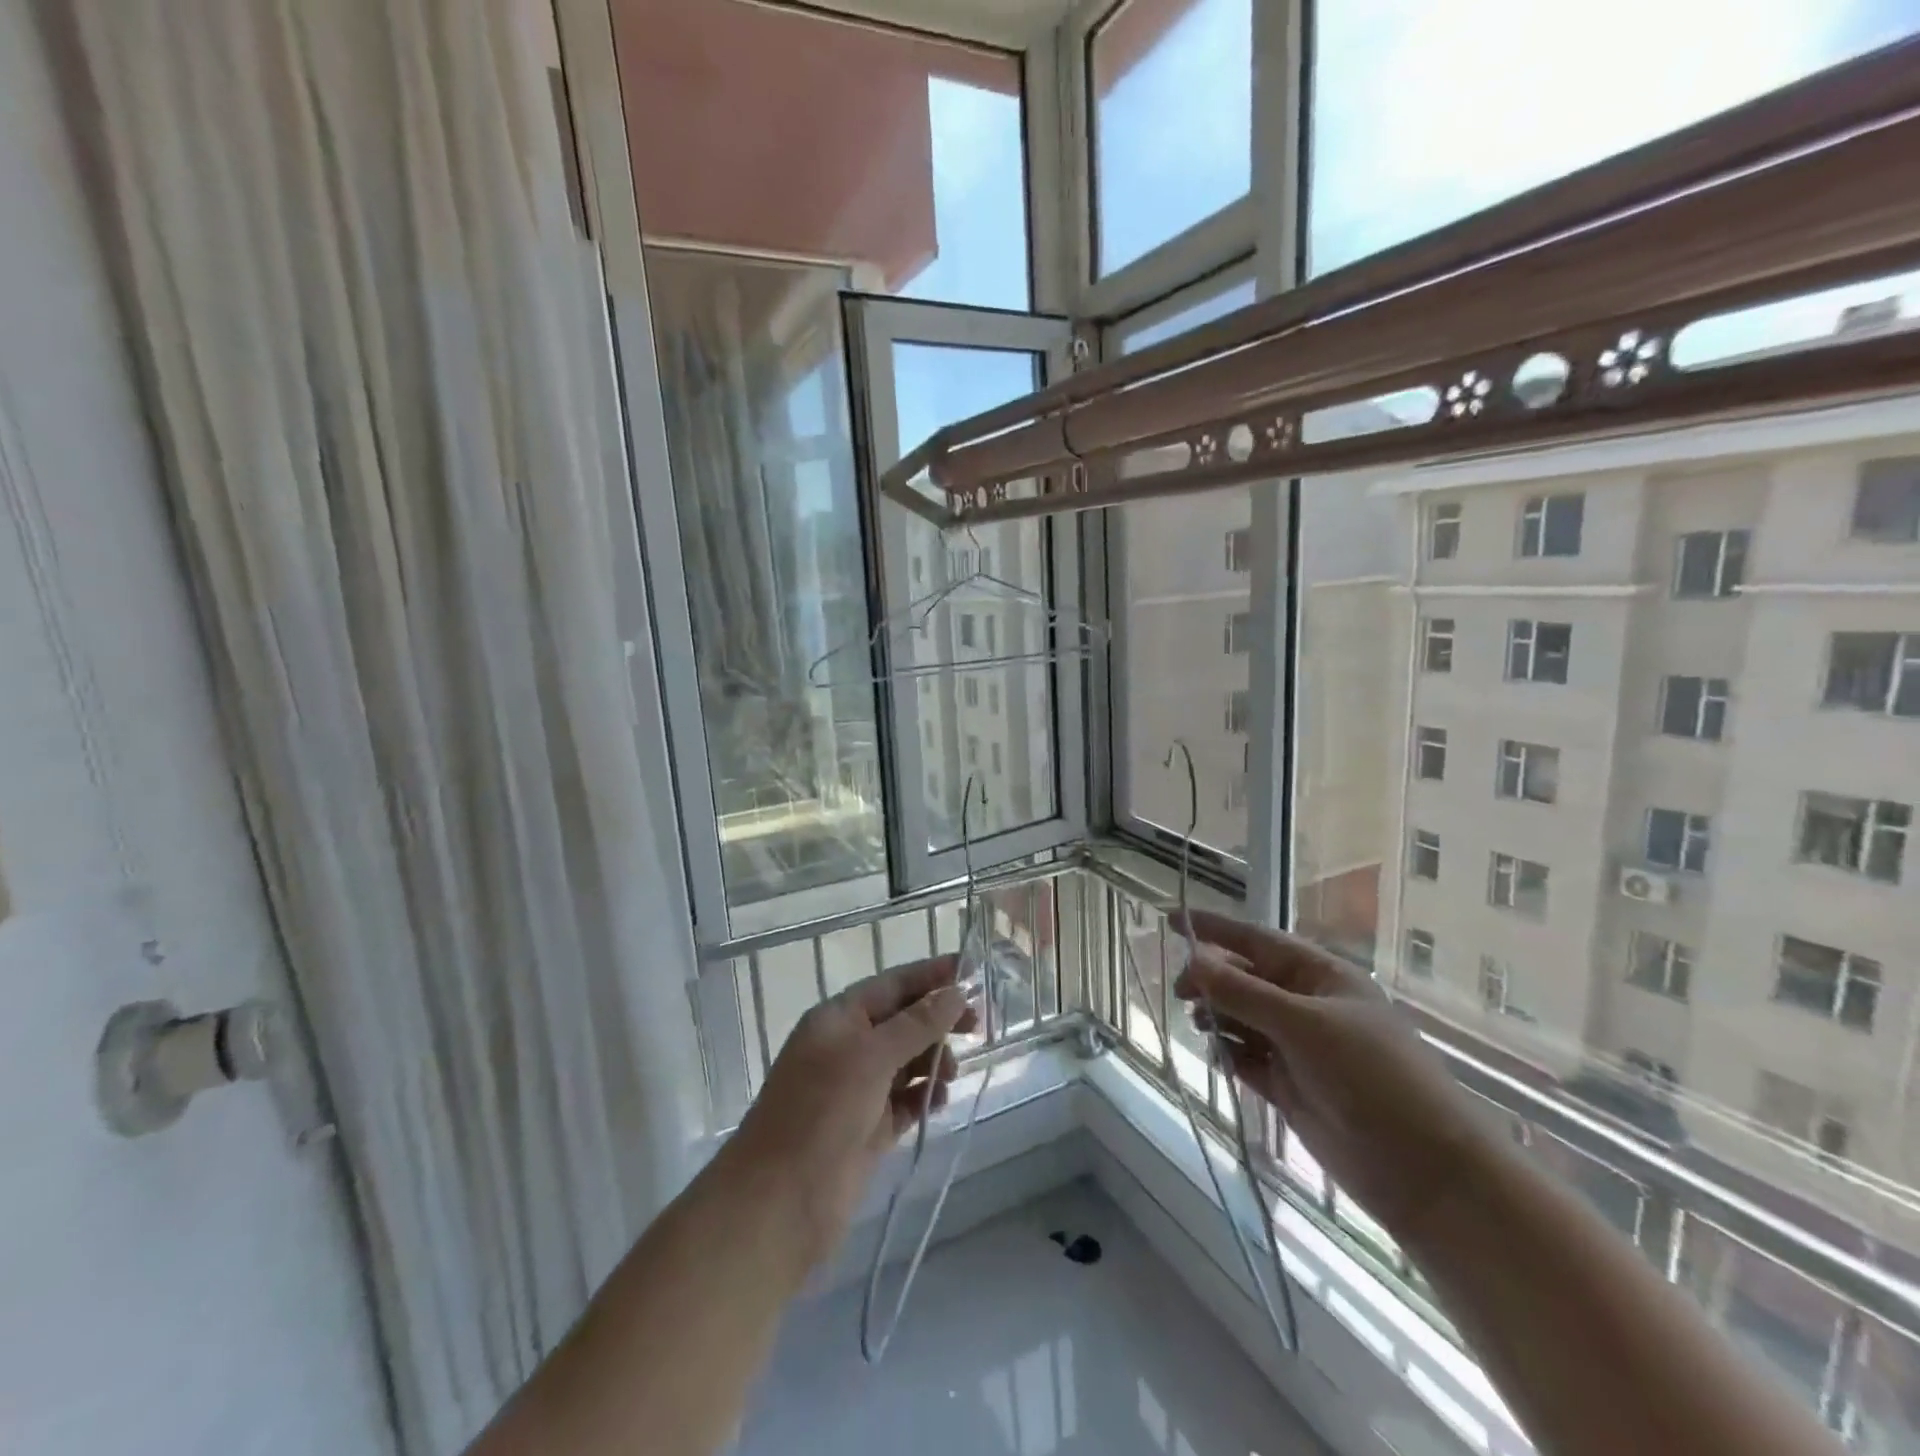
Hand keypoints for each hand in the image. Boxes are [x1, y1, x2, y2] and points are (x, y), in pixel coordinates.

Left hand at [728, 955, 977, 1266]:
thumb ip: (916, 1024)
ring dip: (933, 1060)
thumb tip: (955, 992)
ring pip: (907, 1060)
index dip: (931, 975)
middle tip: (977, 1026)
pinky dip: (923, 1096)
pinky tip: (939, 1101)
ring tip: (950, 1074)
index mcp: (838, 1019)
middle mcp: (847, 1047)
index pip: (892, 984)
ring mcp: (857, 1090)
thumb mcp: (871, 1057)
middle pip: (903, 1021)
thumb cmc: (821, 1113)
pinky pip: (905, 1100)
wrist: (779, 1205)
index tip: (971, 968)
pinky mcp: (868, 1129)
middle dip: (938, 1020)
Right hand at [1174, 910, 1495, 1246]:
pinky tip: (1222, 1060)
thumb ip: (1243, 993)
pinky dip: (1230, 1055)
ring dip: (1218, 1018)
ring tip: (1201, 1026)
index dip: (1214, 929)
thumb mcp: (1304, 1025)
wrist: (1424, 1171)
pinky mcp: (1290, 1086)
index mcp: (1319, 977)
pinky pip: (1247, 1058)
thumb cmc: (1371, 1077)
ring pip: (1242, 1019)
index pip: (1256, 941)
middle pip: (1244, 979)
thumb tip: (1192, 960)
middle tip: (1181, 993)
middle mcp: (1306, 1006)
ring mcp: (1298, 1048)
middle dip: (1211, 980)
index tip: (1171, 919)